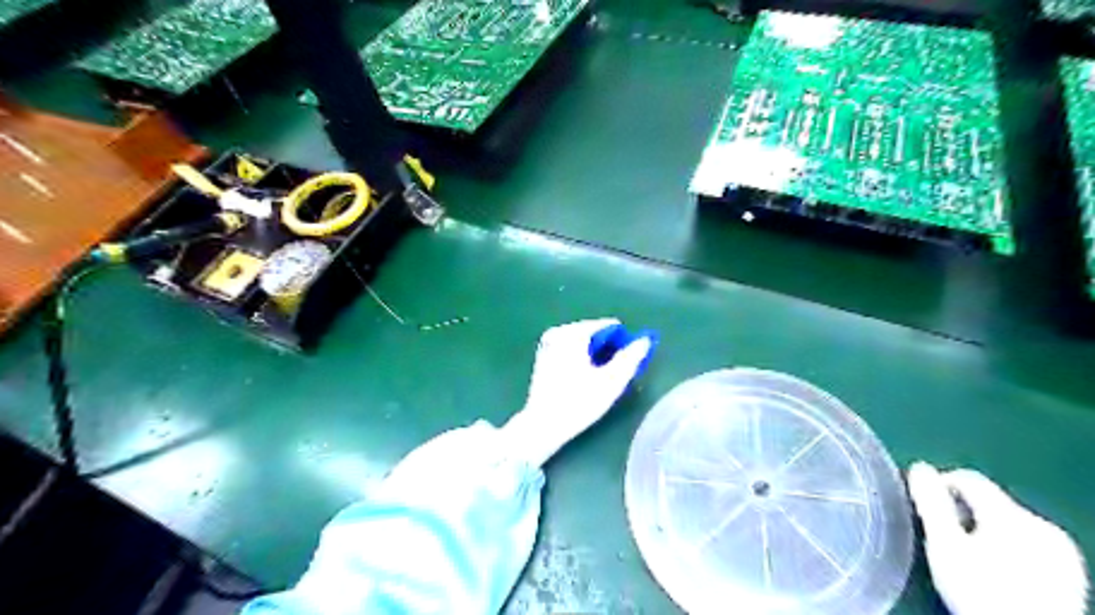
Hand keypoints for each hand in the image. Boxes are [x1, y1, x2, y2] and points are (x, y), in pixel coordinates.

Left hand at [500, 320, 653, 467]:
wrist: (543, 425)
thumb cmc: (579, 403)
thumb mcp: (611, 381)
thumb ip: (631, 358)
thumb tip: (645, 340)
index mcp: (574, 333)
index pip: (609, 326)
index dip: (623, 343)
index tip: (627, 364)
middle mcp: (559, 331)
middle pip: (595, 333)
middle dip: (608, 349)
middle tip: (614, 374)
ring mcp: (548, 343)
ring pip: (583, 342)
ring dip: (595, 355)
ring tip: (600, 379)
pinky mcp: (543, 356)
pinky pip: (571, 349)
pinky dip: (581, 358)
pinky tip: (584, 379)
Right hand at [909, 460, 1083, 614]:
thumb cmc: (982, 593)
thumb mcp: (946, 547)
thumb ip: (932, 504)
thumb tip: (919, 468)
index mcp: (1011, 514)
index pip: (967, 478)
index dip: (939, 486)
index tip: (924, 509)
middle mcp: (1041, 525)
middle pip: (988, 502)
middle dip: (963, 515)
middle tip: (946, 542)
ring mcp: (1060, 549)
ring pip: (1008, 523)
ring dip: (984, 532)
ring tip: (971, 560)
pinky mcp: (1069, 571)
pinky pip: (1028, 543)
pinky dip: (1008, 549)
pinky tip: (999, 573)